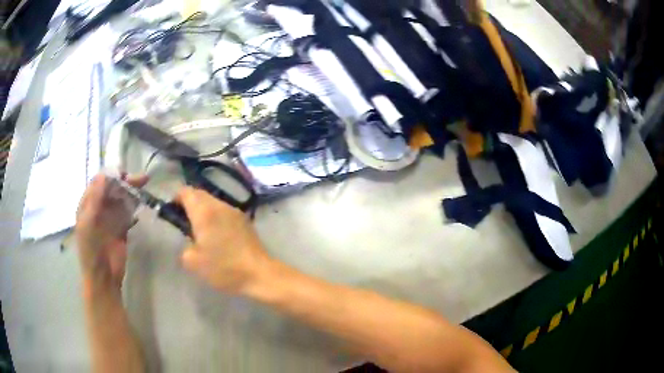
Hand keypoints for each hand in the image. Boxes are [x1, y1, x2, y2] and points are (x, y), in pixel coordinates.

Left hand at [75, 174, 147, 290]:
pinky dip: (134, 207)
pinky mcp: (121, 228)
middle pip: (113, 189)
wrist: (104, 277)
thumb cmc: (91, 250)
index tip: (124, 173)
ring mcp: (110, 218)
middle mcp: (99, 207)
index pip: (99, 182)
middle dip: (125, 182)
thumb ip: (95, 199)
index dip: (111, 175)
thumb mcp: (89, 223)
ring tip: (144, 187)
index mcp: (88, 204)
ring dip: (132, 192)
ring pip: (122, 199)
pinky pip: (128, 213)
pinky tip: (141, 205)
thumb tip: (104, 175)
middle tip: (141, 179)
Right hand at [175, 187, 270, 293]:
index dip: (176, 198)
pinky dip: (216, 216)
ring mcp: (234, 211)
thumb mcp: (193, 262)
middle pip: (199, 194)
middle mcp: (220, 205)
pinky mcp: (245, 220)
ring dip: (203, 210)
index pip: (186, 192)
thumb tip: (190, 241)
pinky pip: (224, 211)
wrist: (259, 274)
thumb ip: (185, 246)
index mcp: (204, 212)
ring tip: (200, 230)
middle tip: (184, 221)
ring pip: (213, 202)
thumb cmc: (223, 268)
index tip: (172, 212)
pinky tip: (217, 234)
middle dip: (189, 203)